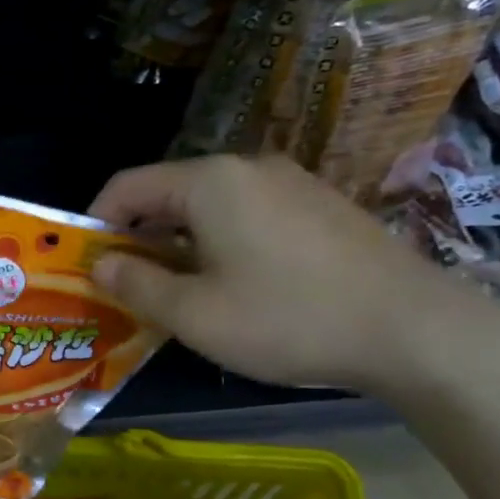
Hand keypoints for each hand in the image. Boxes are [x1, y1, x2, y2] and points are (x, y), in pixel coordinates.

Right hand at [89, 156, 467, 391]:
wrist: (414, 330)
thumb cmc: (287, 319)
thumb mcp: (194, 314)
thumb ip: (136, 285)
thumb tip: (100, 264)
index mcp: (209, 183)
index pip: (128, 185)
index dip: (95, 221)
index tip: (85, 263)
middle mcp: (248, 168)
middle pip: (169, 193)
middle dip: (137, 236)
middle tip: (126, 285)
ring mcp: (291, 183)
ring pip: (210, 206)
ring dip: (178, 243)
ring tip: (175, 292)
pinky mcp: (321, 206)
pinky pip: (248, 215)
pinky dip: (219, 242)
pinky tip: (232, 285)